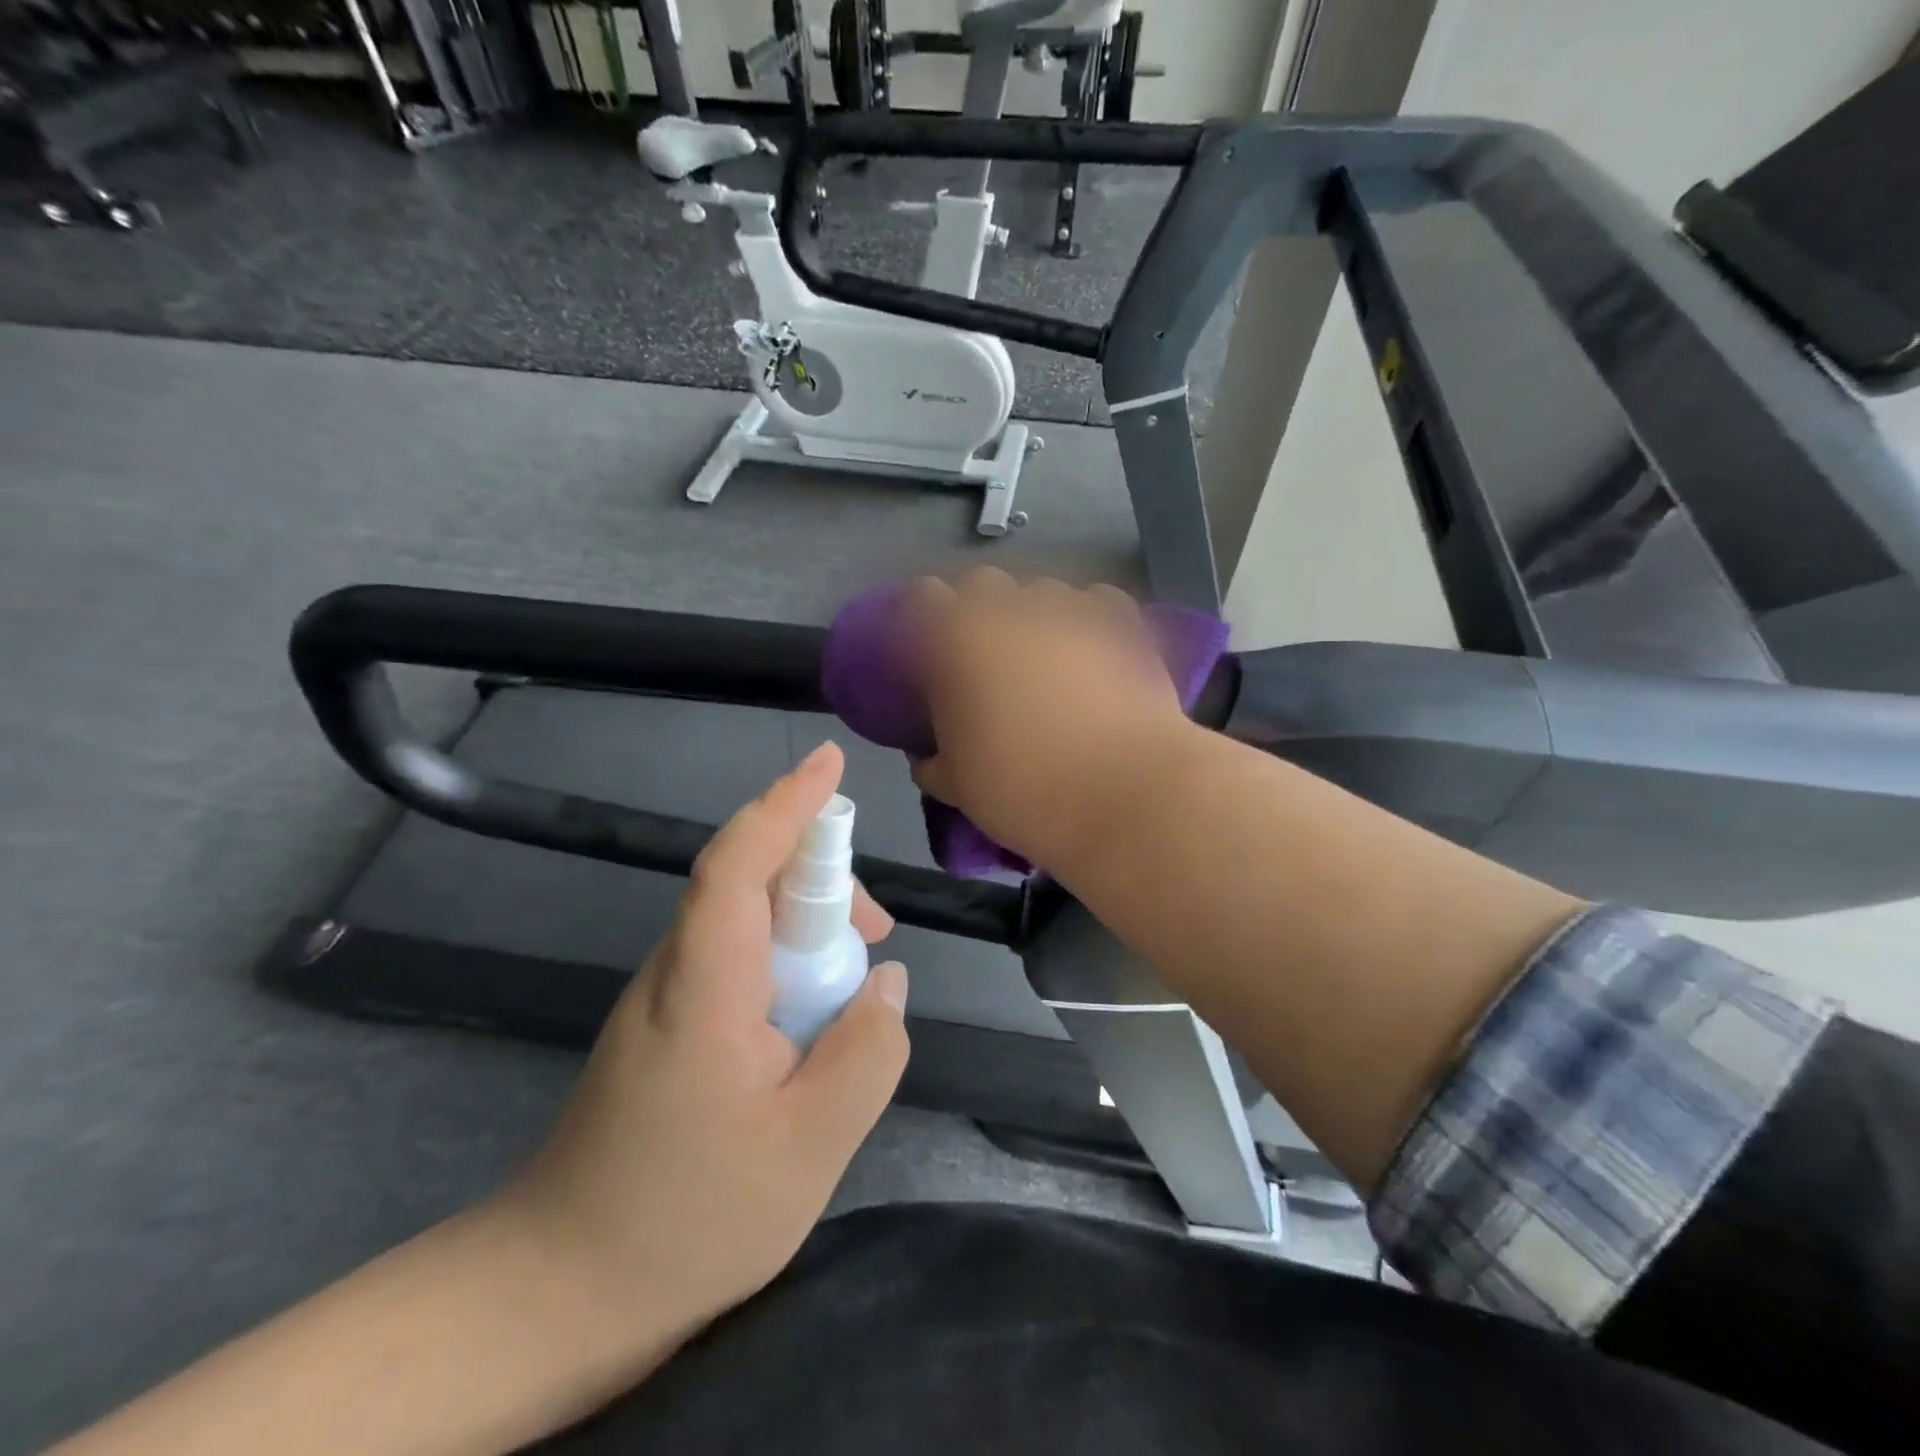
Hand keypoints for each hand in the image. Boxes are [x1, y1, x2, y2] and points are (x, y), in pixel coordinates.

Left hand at [498, 742, 908, 1353]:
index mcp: (705, 986)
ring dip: (809, 929)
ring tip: (857, 989)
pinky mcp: (669, 1025)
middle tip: (878, 931)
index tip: (829, 762)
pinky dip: (788, 965)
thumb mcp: (810, 1147)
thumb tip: (886, 981)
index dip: (785, 805)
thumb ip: (866, 1053)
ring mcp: (666, 998)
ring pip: (746, 923)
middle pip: (749, 883)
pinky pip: (738, 962)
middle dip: (821, 880)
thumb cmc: (687, 1219)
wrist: (560, 1292)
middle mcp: (678, 972)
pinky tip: (813, 1022)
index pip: (739, 864)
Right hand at [904, 569, 1197, 866]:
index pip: (922, 598)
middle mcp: (1010, 607)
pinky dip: (1086, 621)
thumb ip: (932, 762)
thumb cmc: (1025, 790)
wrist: (1127, 792)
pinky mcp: (1122, 621)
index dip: (923, 623)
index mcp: (957, 638)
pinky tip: (1093, 654)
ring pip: (1039, 592)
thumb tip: (927, 755)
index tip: (930, 658)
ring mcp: (1070, 607)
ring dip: (1032, 618)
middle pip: (981, 585)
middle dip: (977, 614)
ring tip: (1046, 663)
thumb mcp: (958, 787)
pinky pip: (1094, 603)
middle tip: (985, 663)